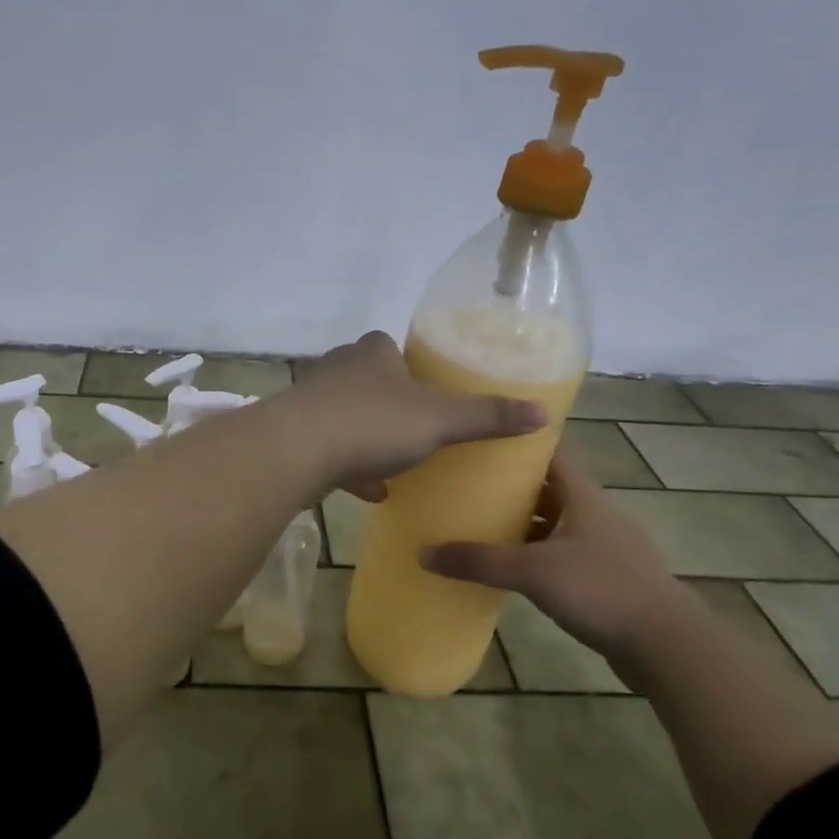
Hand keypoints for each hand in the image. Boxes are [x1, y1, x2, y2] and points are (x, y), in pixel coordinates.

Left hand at [289, 331, 545, 501]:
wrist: (297, 450)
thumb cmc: (373, 422)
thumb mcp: (439, 419)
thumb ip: (486, 416)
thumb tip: (542, 412)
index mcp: (372, 353)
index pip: (391, 346)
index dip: (410, 365)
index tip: (429, 390)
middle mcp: (338, 369)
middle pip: (369, 382)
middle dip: (391, 405)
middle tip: (418, 429)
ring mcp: (312, 402)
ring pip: (348, 417)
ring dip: (370, 439)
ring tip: (398, 463)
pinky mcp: (296, 435)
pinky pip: (331, 449)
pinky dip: (352, 467)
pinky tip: (372, 492)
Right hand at [420, 449, 697, 660]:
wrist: (667, 645)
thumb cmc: (601, 589)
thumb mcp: (533, 572)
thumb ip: (480, 561)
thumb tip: (423, 553)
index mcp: (583, 495)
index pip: (551, 451)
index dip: (520, 440)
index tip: (483, 434)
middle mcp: (595, 512)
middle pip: (548, 486)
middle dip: (510, 484)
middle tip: (466, 481)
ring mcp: (604, 544)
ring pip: (555, 521)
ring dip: (523, 521)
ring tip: (479, 522)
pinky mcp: (607, 574)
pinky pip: (563, 551)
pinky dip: (537, 551)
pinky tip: (511, 566)